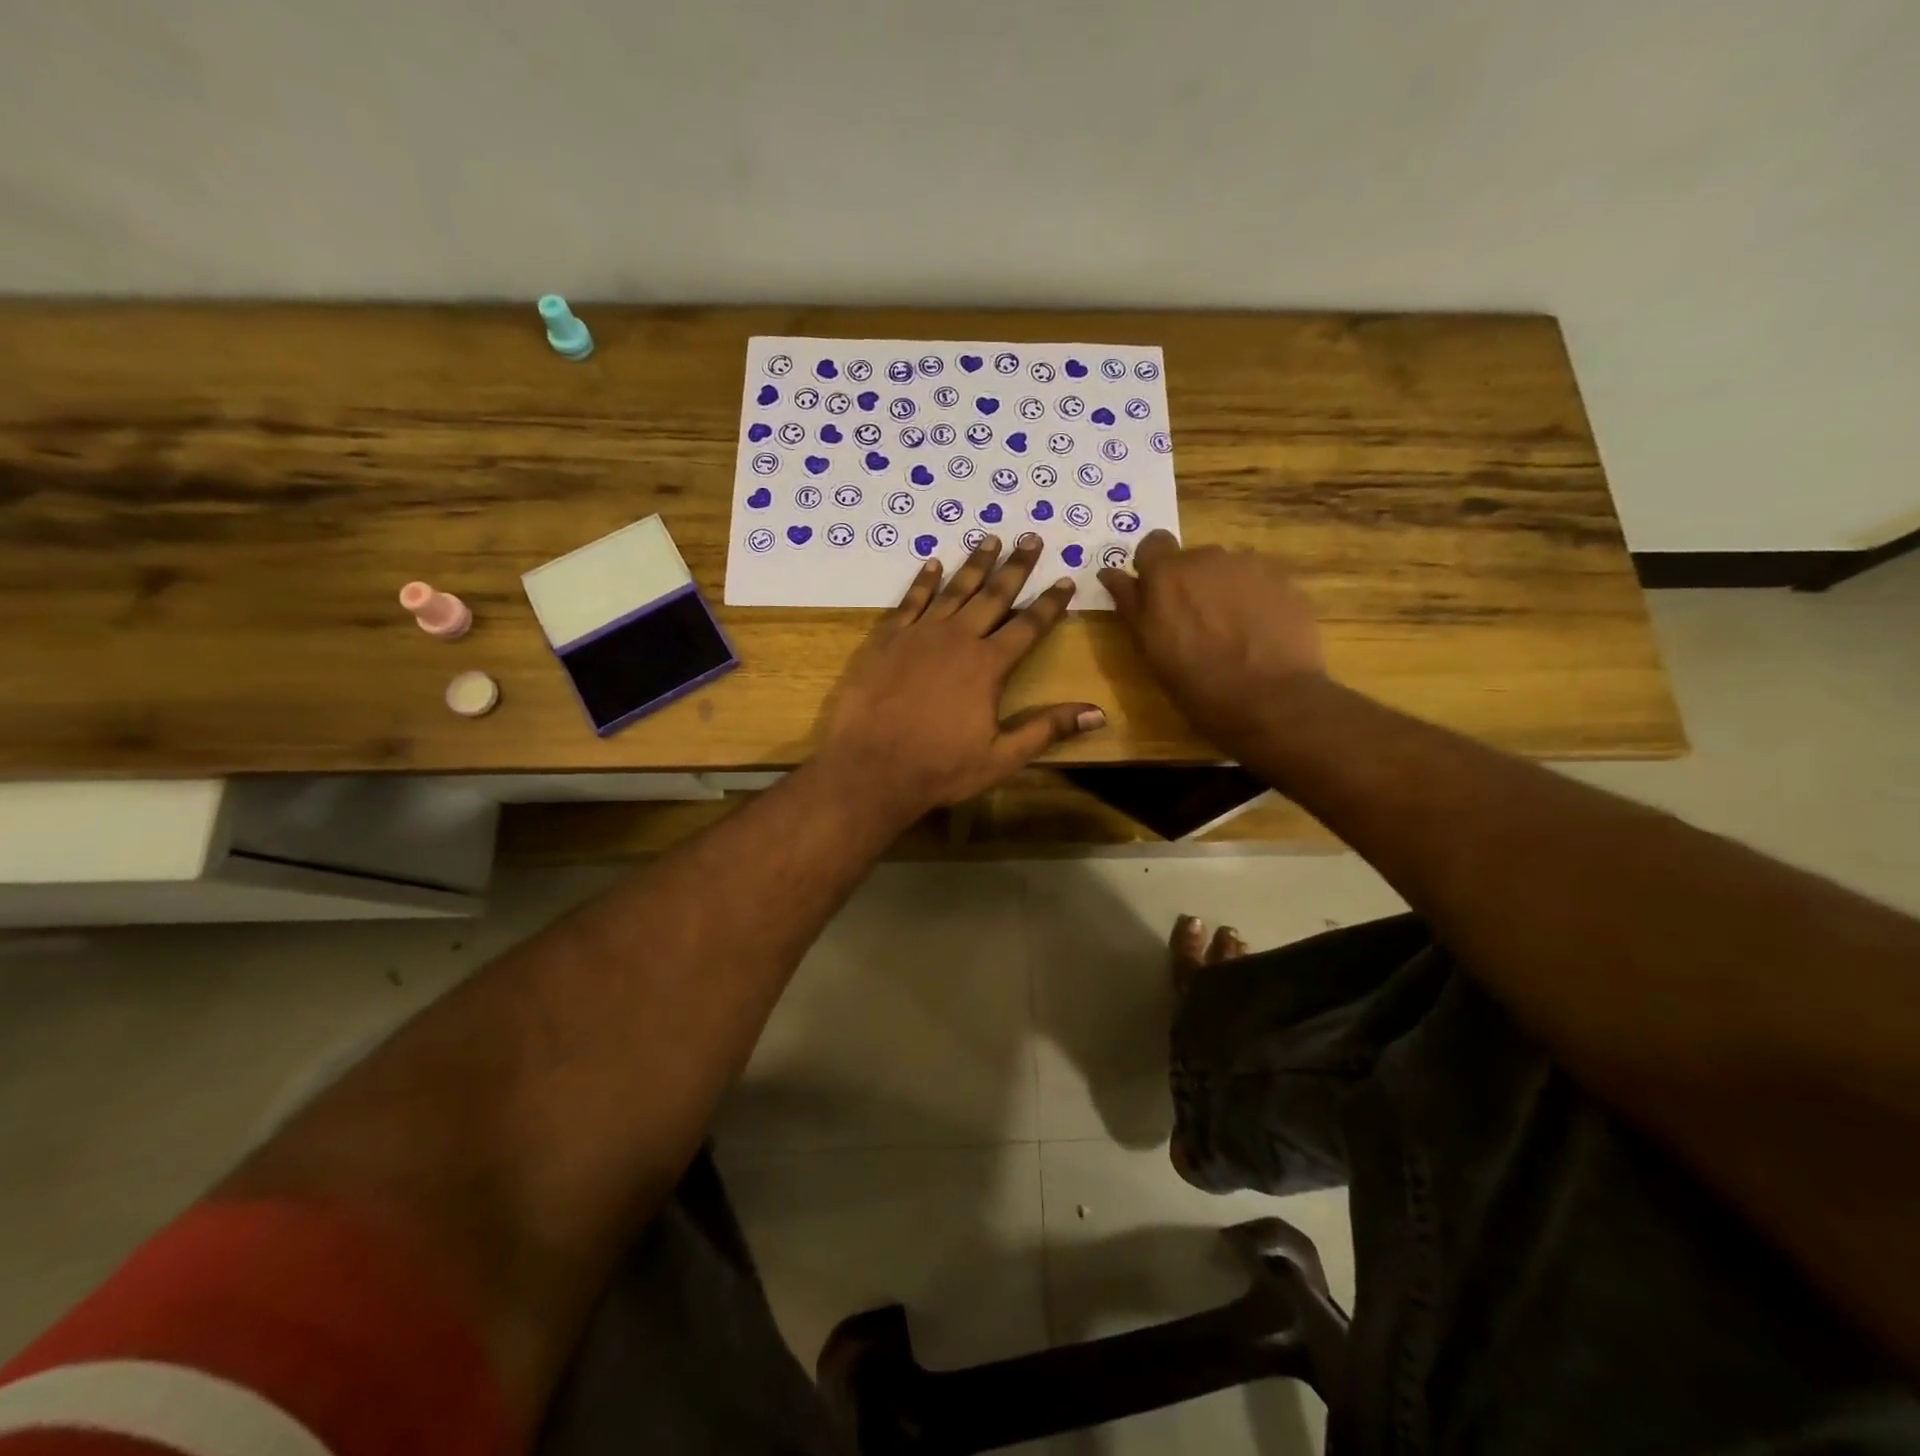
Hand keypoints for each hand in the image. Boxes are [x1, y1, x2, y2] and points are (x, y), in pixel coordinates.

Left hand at [816, 534, 1105, 822]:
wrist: (870, 768)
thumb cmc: (939, 768)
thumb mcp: (1001, 757)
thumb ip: (1047, 729)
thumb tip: (1098, 713)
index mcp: (988, 665)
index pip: (1028, 626)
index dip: (1050, 603)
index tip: (1065, 579)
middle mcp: (957, 639)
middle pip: (993, 595)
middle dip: (1016, 567)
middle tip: (1032, 538)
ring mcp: (918, 635)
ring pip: (953, 590)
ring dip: (974, 564)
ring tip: (990, 539)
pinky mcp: (886, 639)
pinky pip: (909, 601)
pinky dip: (923, 581)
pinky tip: (933, 564)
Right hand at [1098, 531, 1325, 744]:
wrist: (1271, 699)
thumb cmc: (1197, 682)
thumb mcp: (1150, 649)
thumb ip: (1129, 603)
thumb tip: (1108, 572)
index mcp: (1167, 573)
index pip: (1152, 544)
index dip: (1153, 567)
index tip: (1157, 595)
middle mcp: (1207, 557)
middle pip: (1192, 559)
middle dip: (1190, 583)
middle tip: (1195, 624)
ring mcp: (1250, 565)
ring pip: (1227, 569)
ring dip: (1223, 590)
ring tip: (1231, 630)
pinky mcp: (1284, 580)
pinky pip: (1259, 580)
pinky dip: (1254, 598)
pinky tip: (1258, 631)